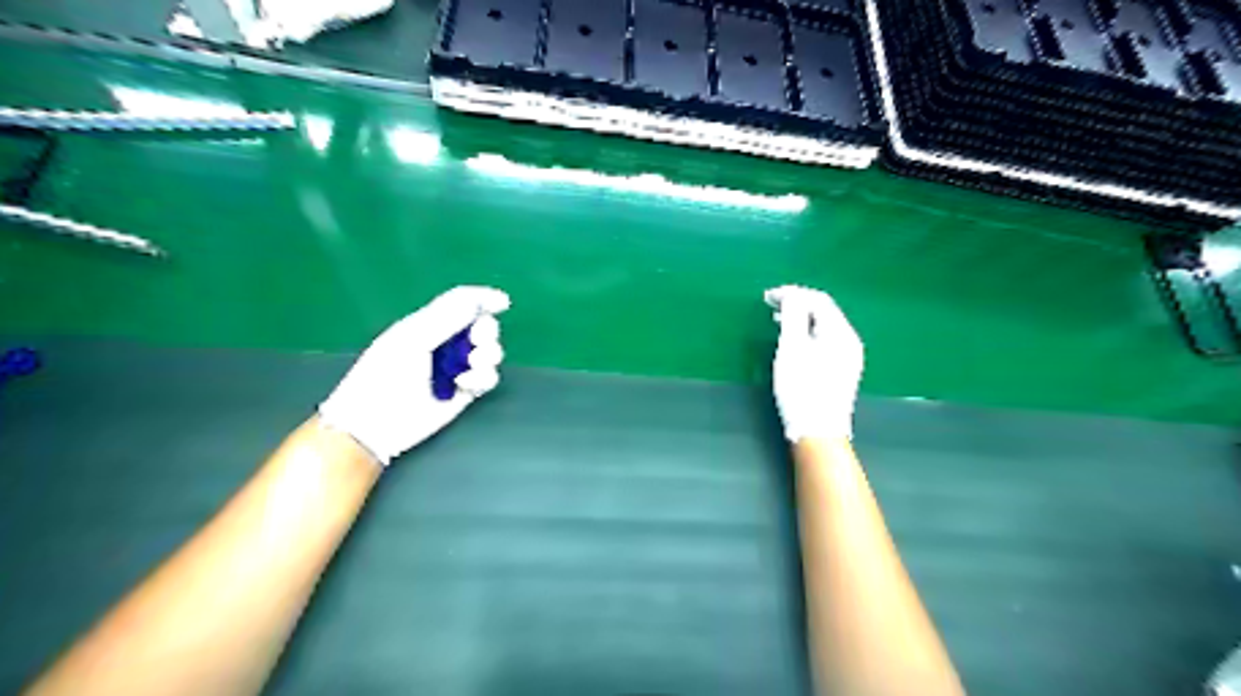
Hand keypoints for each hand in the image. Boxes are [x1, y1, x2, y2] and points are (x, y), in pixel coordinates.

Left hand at [325, 286, 514, 465]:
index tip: (503, 302)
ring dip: (488, 356)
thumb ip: (446, 319)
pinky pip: (488, 378)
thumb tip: (478, 302)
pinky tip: (464, 385)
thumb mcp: (412, 340)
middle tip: (477, 342)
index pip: (461, 302)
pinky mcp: (465, 392)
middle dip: (486, 332)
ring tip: (473, 365)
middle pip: (482, 326)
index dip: (483, 298)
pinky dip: (483, 378)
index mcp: (428, 324)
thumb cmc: (384, 376)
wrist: (376, 423)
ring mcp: (457, 368)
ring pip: (490, 353)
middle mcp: (446, 343)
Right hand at [767, 286, 864, 442]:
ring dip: (801, 318)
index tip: (767, 297)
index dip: (793, 293)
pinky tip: (794, 341)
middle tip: (770, 305)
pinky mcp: (842, 370)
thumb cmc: (801, 389)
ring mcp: (849, 357)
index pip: (818, 300)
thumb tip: (792, 294)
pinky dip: (808, 333)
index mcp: (841, 332)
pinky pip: (825, 340)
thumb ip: (792, 316)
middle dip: (797, 303)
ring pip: (824, 326)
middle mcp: (850, 341)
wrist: (818, 432)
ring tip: (778, 320)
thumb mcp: (792, 348)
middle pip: (824, 311)